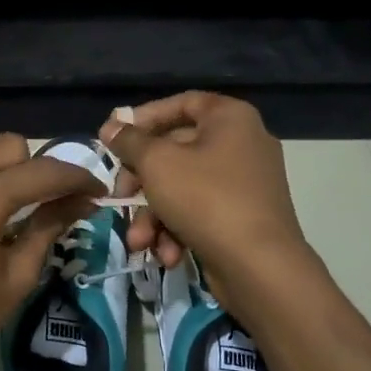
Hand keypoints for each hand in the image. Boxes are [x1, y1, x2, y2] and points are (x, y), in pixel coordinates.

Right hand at [101, 92, 309, 311]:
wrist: (260, 267)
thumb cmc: (206, 199)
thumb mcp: (157, 163)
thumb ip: (130, 142)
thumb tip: (110, 127)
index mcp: (230, 118)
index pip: (180, 103)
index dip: (143, 118)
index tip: (114, 138)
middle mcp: (242, 143)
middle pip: (175, 151)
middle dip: (140, 182)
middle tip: (119, 198)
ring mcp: (244, 183)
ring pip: (182, 188)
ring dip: (153, 215)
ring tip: (139, 241)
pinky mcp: (242, 217)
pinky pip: (200, 212)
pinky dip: (178, 230)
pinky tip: (167, 255)